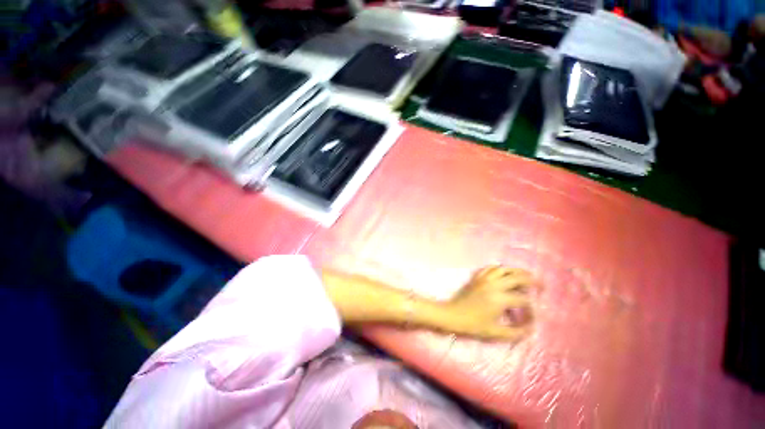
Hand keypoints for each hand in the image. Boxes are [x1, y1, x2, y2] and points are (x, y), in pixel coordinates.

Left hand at [441, 266, 536, 340]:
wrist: (452, 314)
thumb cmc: (473, 324)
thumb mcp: (495, 332)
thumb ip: (515, 332)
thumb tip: (530, 330)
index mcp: (500, 299)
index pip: (523, 299)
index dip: (532, 308)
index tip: (534, 316)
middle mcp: (494, 285)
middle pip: (517, 277)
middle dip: (532, 281)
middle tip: (541, 285)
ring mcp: (484, 279)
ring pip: (504, 269)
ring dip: (517, 271)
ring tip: (526, 276)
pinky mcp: (477, 277)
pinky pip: (491, 268)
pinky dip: (501, 269)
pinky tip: (505, 274)